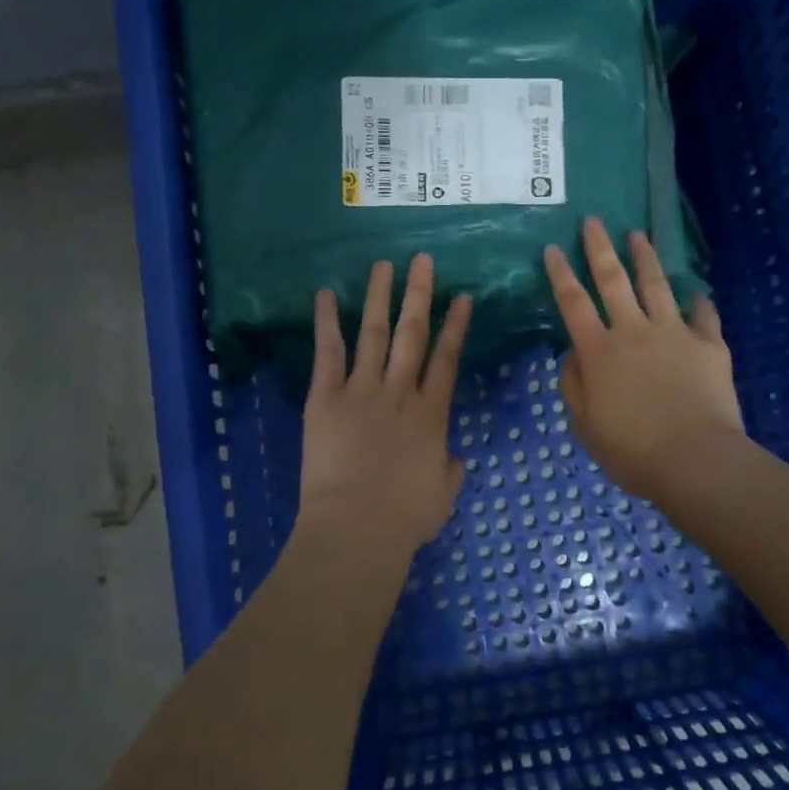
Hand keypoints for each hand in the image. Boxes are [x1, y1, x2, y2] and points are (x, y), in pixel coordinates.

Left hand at [298, 255, 472, 561]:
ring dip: (380, 297)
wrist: (357, 528)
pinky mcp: (326, 398)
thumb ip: (450, 469)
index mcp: (432, 414)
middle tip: (423, 261)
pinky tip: (327, 294)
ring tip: (384, 266)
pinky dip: (327, 322)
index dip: (456, 326)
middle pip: (414, 334)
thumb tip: (452, 456)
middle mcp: (401, 392)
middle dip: (420, 295)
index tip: (462, 297)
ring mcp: (362, 391)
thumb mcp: (443, 494)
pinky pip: (328, 353)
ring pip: (375, 333)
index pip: (448, 359)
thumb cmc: (404, 518)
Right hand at [544, 218, 743, 502]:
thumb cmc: (632, 451)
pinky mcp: (709, 345)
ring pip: (657, 286)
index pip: (573, 303)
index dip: (560, 274)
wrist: (695, 461)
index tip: (552, 248)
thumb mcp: (585, 426)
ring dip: (645, 258)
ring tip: (638, 236)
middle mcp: (633, 332)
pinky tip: (699, 294)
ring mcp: (674, 334)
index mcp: (599, 352)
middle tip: (594, 221)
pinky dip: (700, 303)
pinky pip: (704, 316)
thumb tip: (573, 355)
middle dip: (600, 248)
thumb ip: (574, 386)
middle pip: (613, 281)